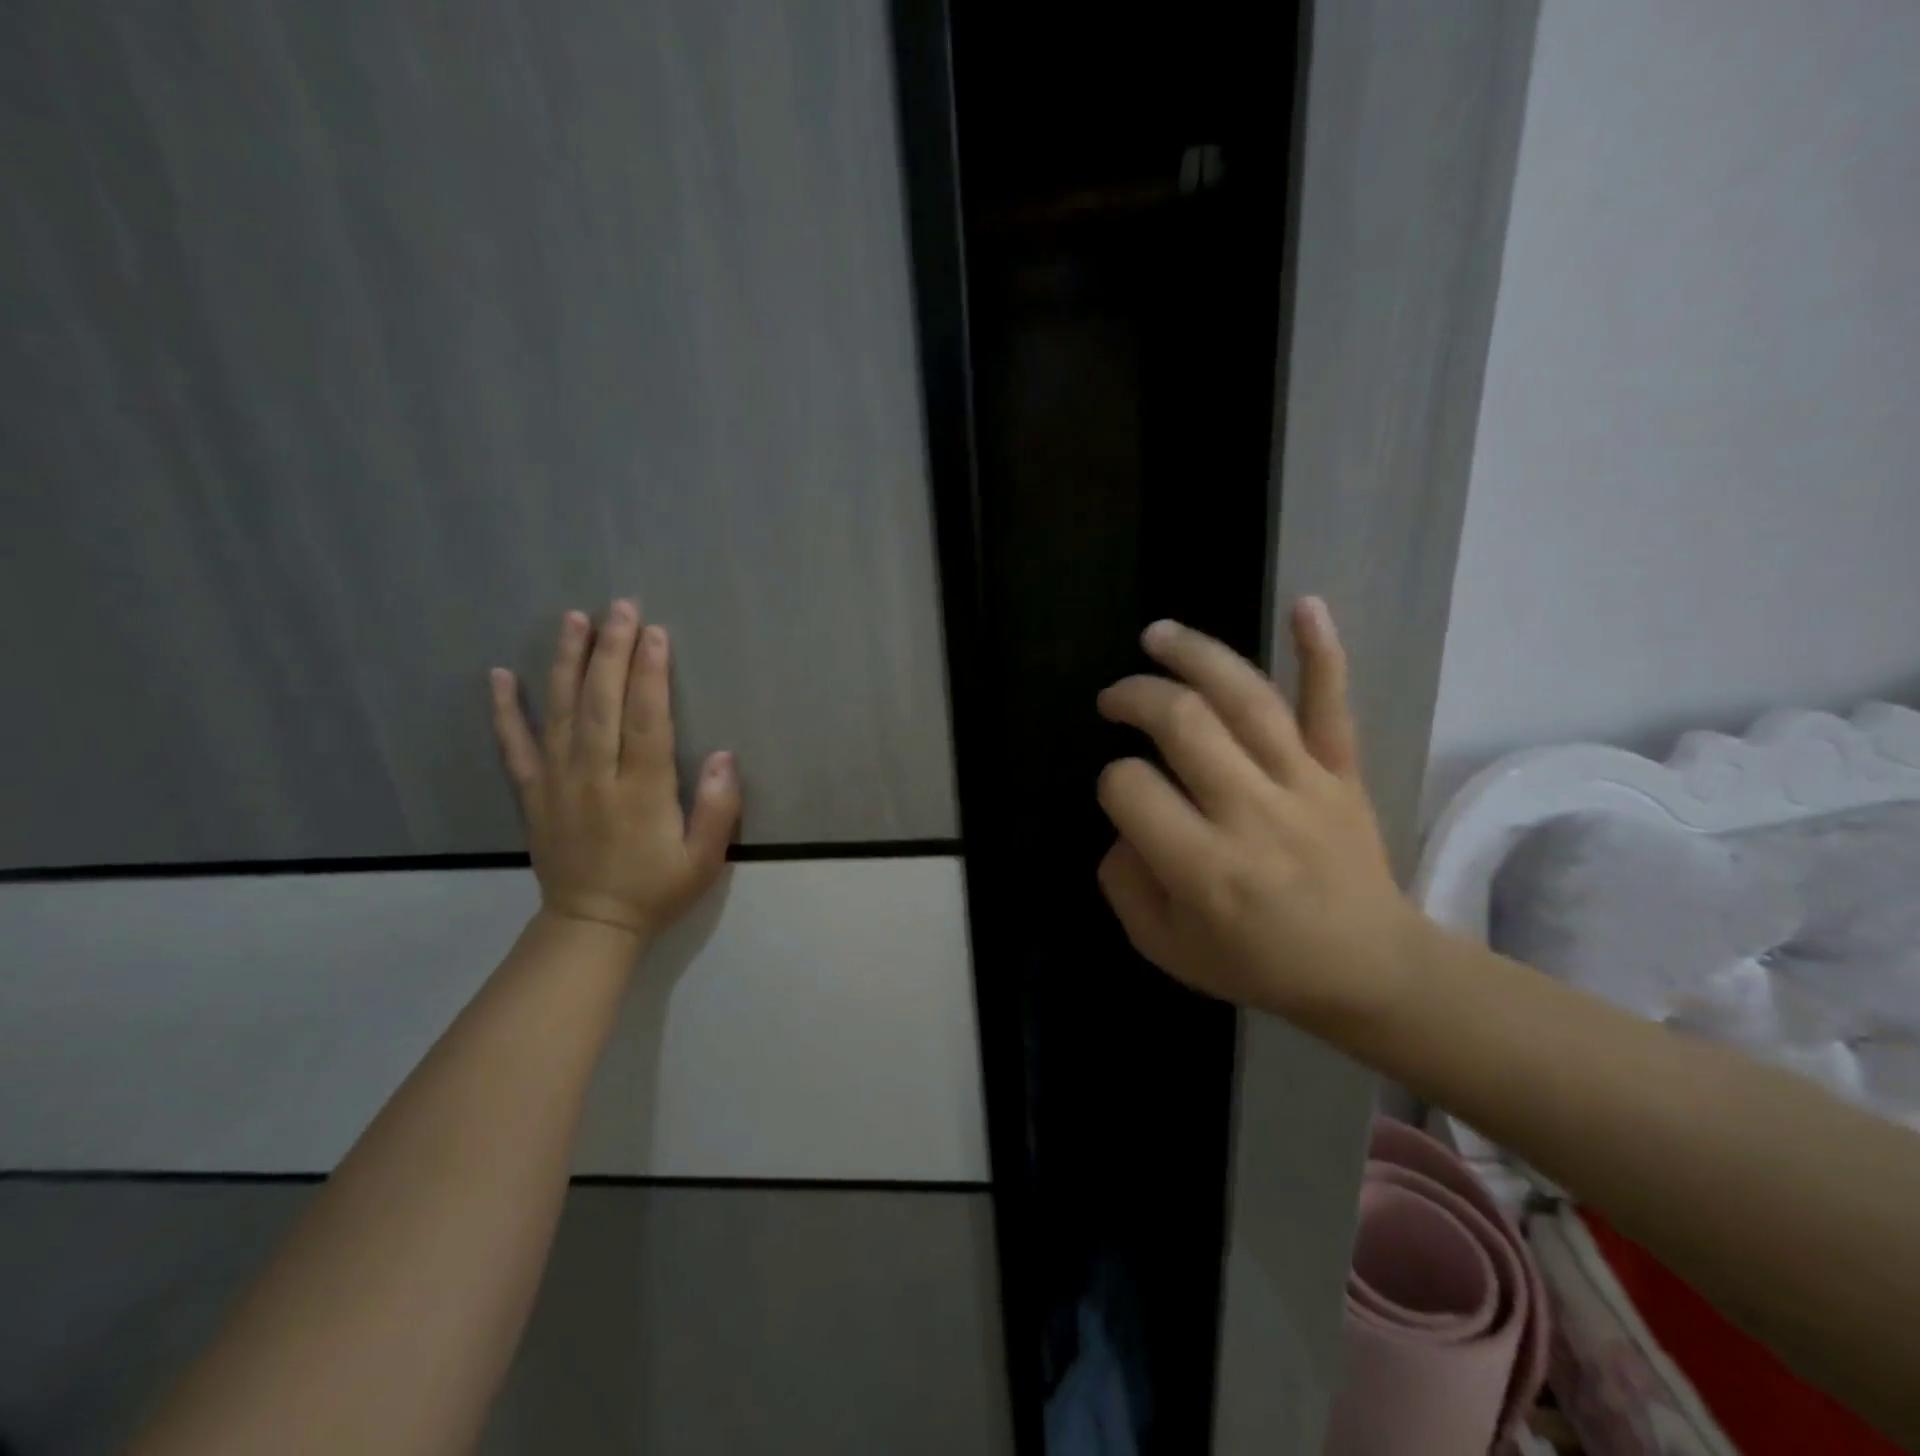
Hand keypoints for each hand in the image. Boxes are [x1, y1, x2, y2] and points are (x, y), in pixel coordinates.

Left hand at [489, 599, 740, 944]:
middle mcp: (595, 777)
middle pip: (602, 703)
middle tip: (620, 607)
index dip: (650, 673)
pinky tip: (500, 675)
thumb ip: (719, 808)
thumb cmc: (656, 889)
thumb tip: (725, 755)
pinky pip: (514, 746)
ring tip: (573, 619)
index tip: (654, 633)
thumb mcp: (704, 860)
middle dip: (612, 651)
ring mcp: (558, 783)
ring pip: (561, 712)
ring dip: (567, 663)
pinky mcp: (533, 794)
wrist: (591, 926)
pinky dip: (505, 710)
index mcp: (641, 791)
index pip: (645, 719)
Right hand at [1094, 598, 1418, 1031]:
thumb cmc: (1259, 963)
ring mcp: (1304, 785)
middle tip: (1114, 699)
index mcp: (1203, 867)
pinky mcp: (1343, 772)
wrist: (1370, 970)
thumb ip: (1125, 885)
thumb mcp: (1166, 948)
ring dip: (1195, 656)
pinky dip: (1322, 651)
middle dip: (1135, 698)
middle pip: (1182, 724)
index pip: (1131, 789)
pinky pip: (1333, 706)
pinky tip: (1304, 602)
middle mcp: (1250, 813)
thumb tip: (1122, 824)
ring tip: (1156, 635)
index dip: (1112, 782)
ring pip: (1246, 700)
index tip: (1123, 795)